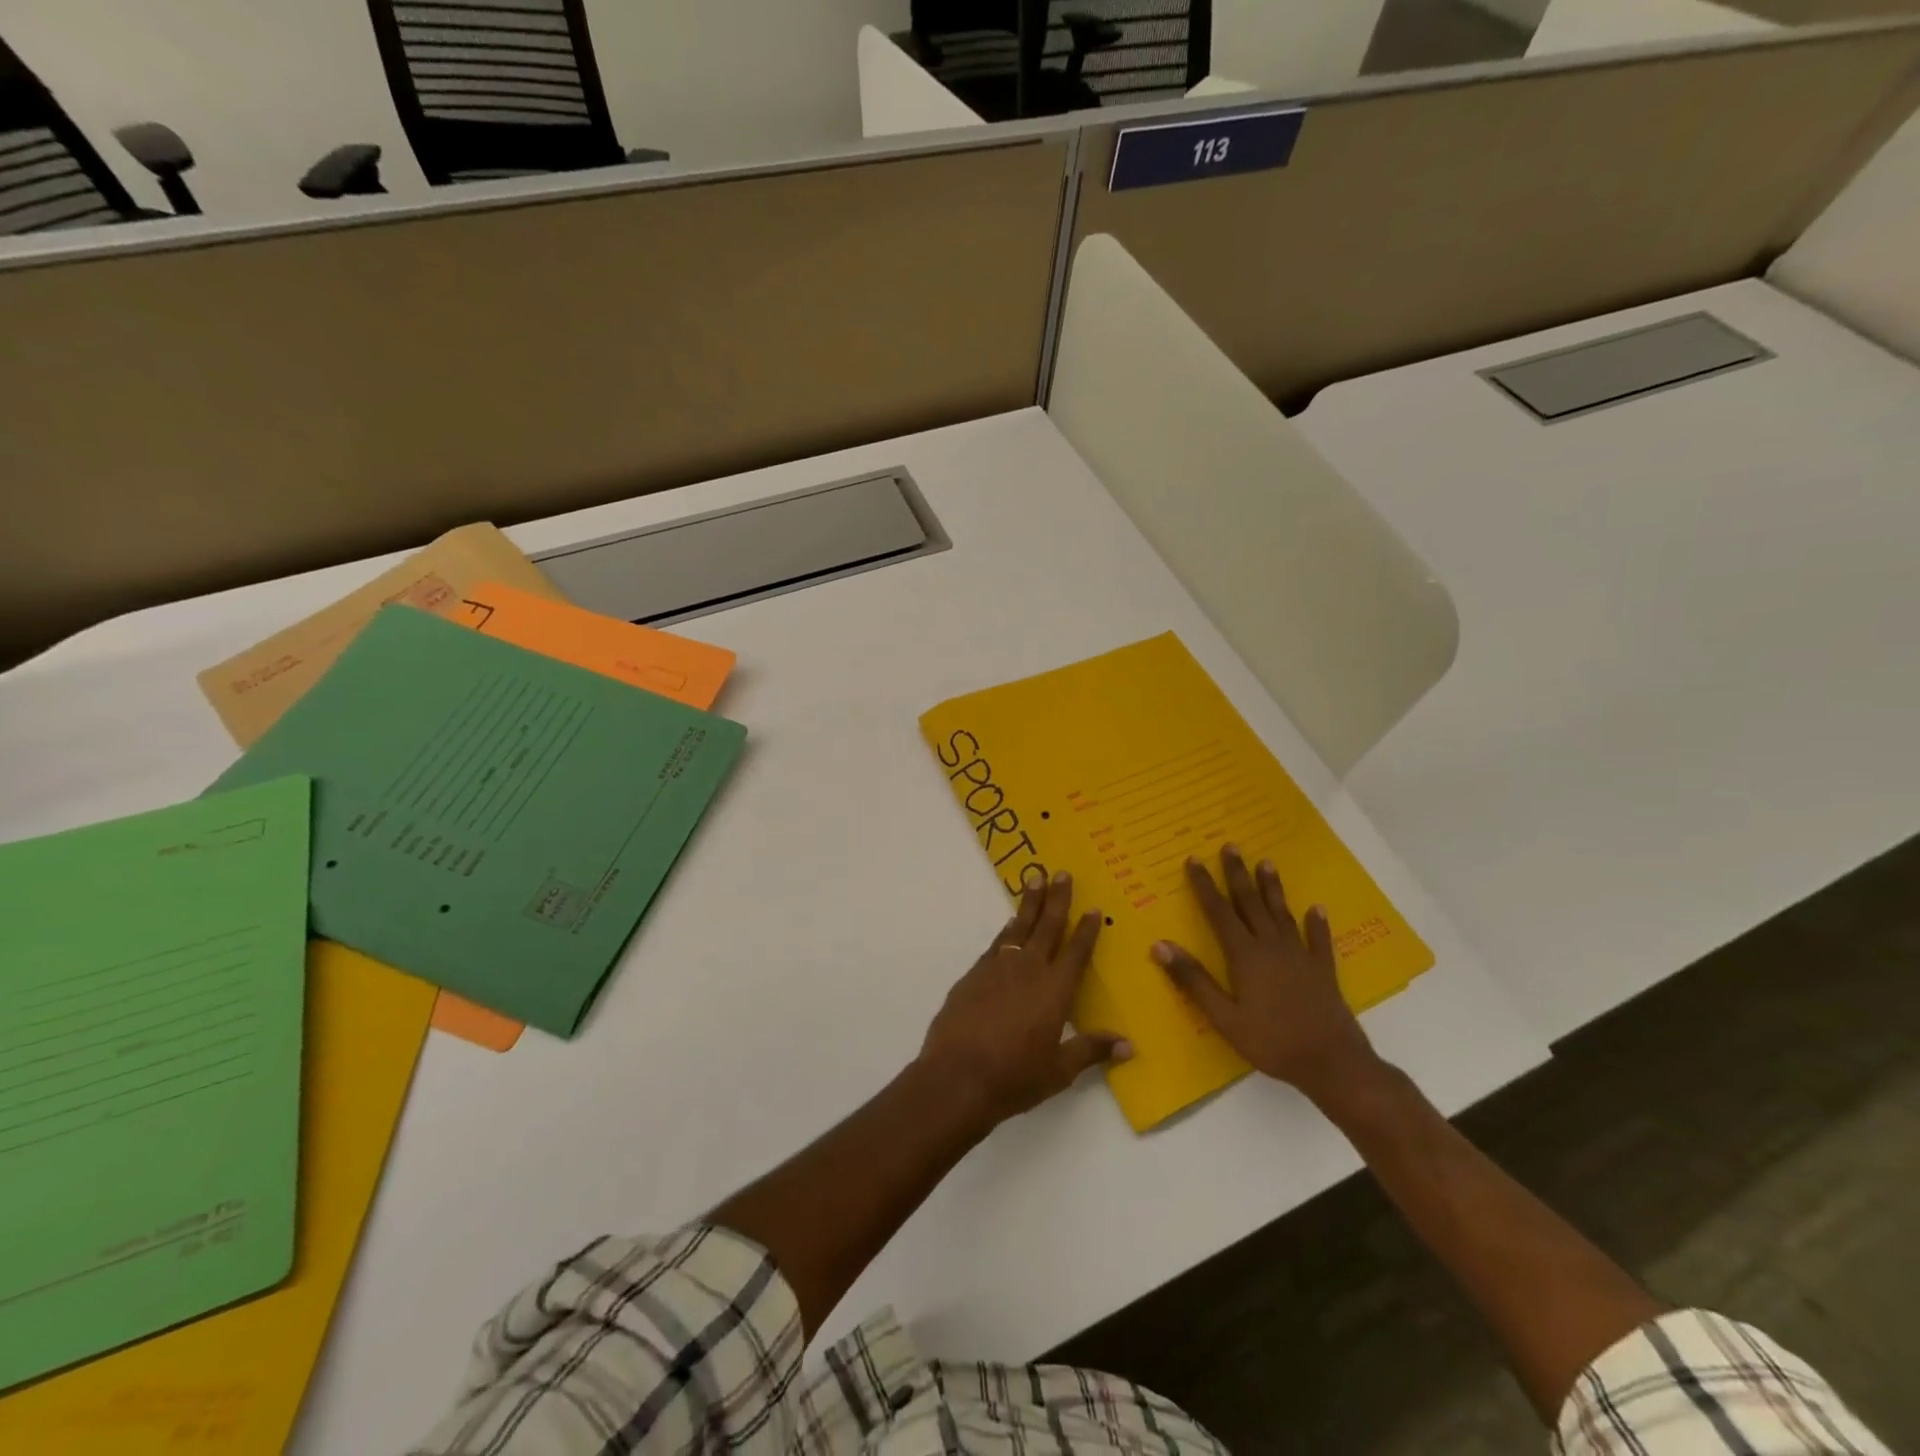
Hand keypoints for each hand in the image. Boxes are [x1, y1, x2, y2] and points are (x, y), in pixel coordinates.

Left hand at [920, 870, 1130, 1126]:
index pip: (1076, 952)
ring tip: (1035, 881)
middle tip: (1062, 873)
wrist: (957, 1076)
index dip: (1086, 930)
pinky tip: (1009, 925)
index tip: (1094, 908)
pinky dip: (1006, 930)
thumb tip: (1128, 1044)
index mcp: (1054, 990)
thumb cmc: (1015, 1077)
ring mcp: (997, 968)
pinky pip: (996, 943)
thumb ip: (1091, 1050)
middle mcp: (1028, 970)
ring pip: (1018, 927)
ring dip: (1028, 904)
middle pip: (1047, 926)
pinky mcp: (973, 975)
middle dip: (1057, 899)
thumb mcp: (1059, 1071)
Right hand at [1152, 846, 1381, 1106]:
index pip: (1219, 911)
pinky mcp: (1322, 970)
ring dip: (1272, 888)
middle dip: (1238, 874)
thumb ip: (1193, 980)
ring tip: (1267, 863)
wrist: (1332, 1063)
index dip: (1205, 885)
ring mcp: (1300, 956)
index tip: (1193, 860)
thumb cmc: (1271, 1042)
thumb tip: (1161, 945)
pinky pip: (1318, 940)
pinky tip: (1317, 909)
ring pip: (1282, 913)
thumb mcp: (1223, 1017)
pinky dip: (1317, 923)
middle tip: (1231, 846)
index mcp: (1245, 955)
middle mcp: (1271, 946)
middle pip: (1251, 903)